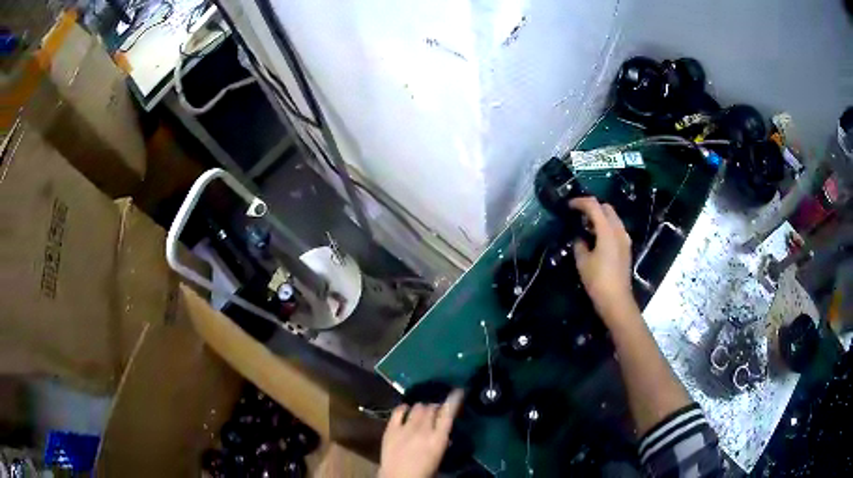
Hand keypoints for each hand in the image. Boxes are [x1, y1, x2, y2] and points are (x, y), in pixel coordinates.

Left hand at [378, 390, 463, 477]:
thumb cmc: (423, 471)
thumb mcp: (438, 456)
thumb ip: (441, 442)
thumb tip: (445, 434)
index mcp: (438, 439)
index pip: (448, 414)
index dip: (453, 400)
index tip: (457, 391)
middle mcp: (423, 430)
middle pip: (431, 408)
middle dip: (435, 407)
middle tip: (436, 411)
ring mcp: (405, 428)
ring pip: (417, 407)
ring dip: (422, 408)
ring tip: (422, 412)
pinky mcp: (390, 429)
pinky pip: (398, 411)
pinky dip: (404, 408)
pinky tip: (406, 409)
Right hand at [569, 197, 634, 321]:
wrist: (616, 300)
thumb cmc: (598, 281)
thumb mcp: (582, 262)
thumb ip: (579, 244)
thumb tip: (579, 237)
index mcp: (607, 231)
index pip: (594, 206)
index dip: (580, 202)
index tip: (568, 205)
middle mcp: (619, 230)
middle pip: (606, 208)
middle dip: (592, 207)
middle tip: (578, 215)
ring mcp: (625, 239)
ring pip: (613, 218)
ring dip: (600, 217)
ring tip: (586, 227)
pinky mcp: (626, 248)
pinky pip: (616, 228)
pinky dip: (606, 227)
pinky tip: (596, 238)